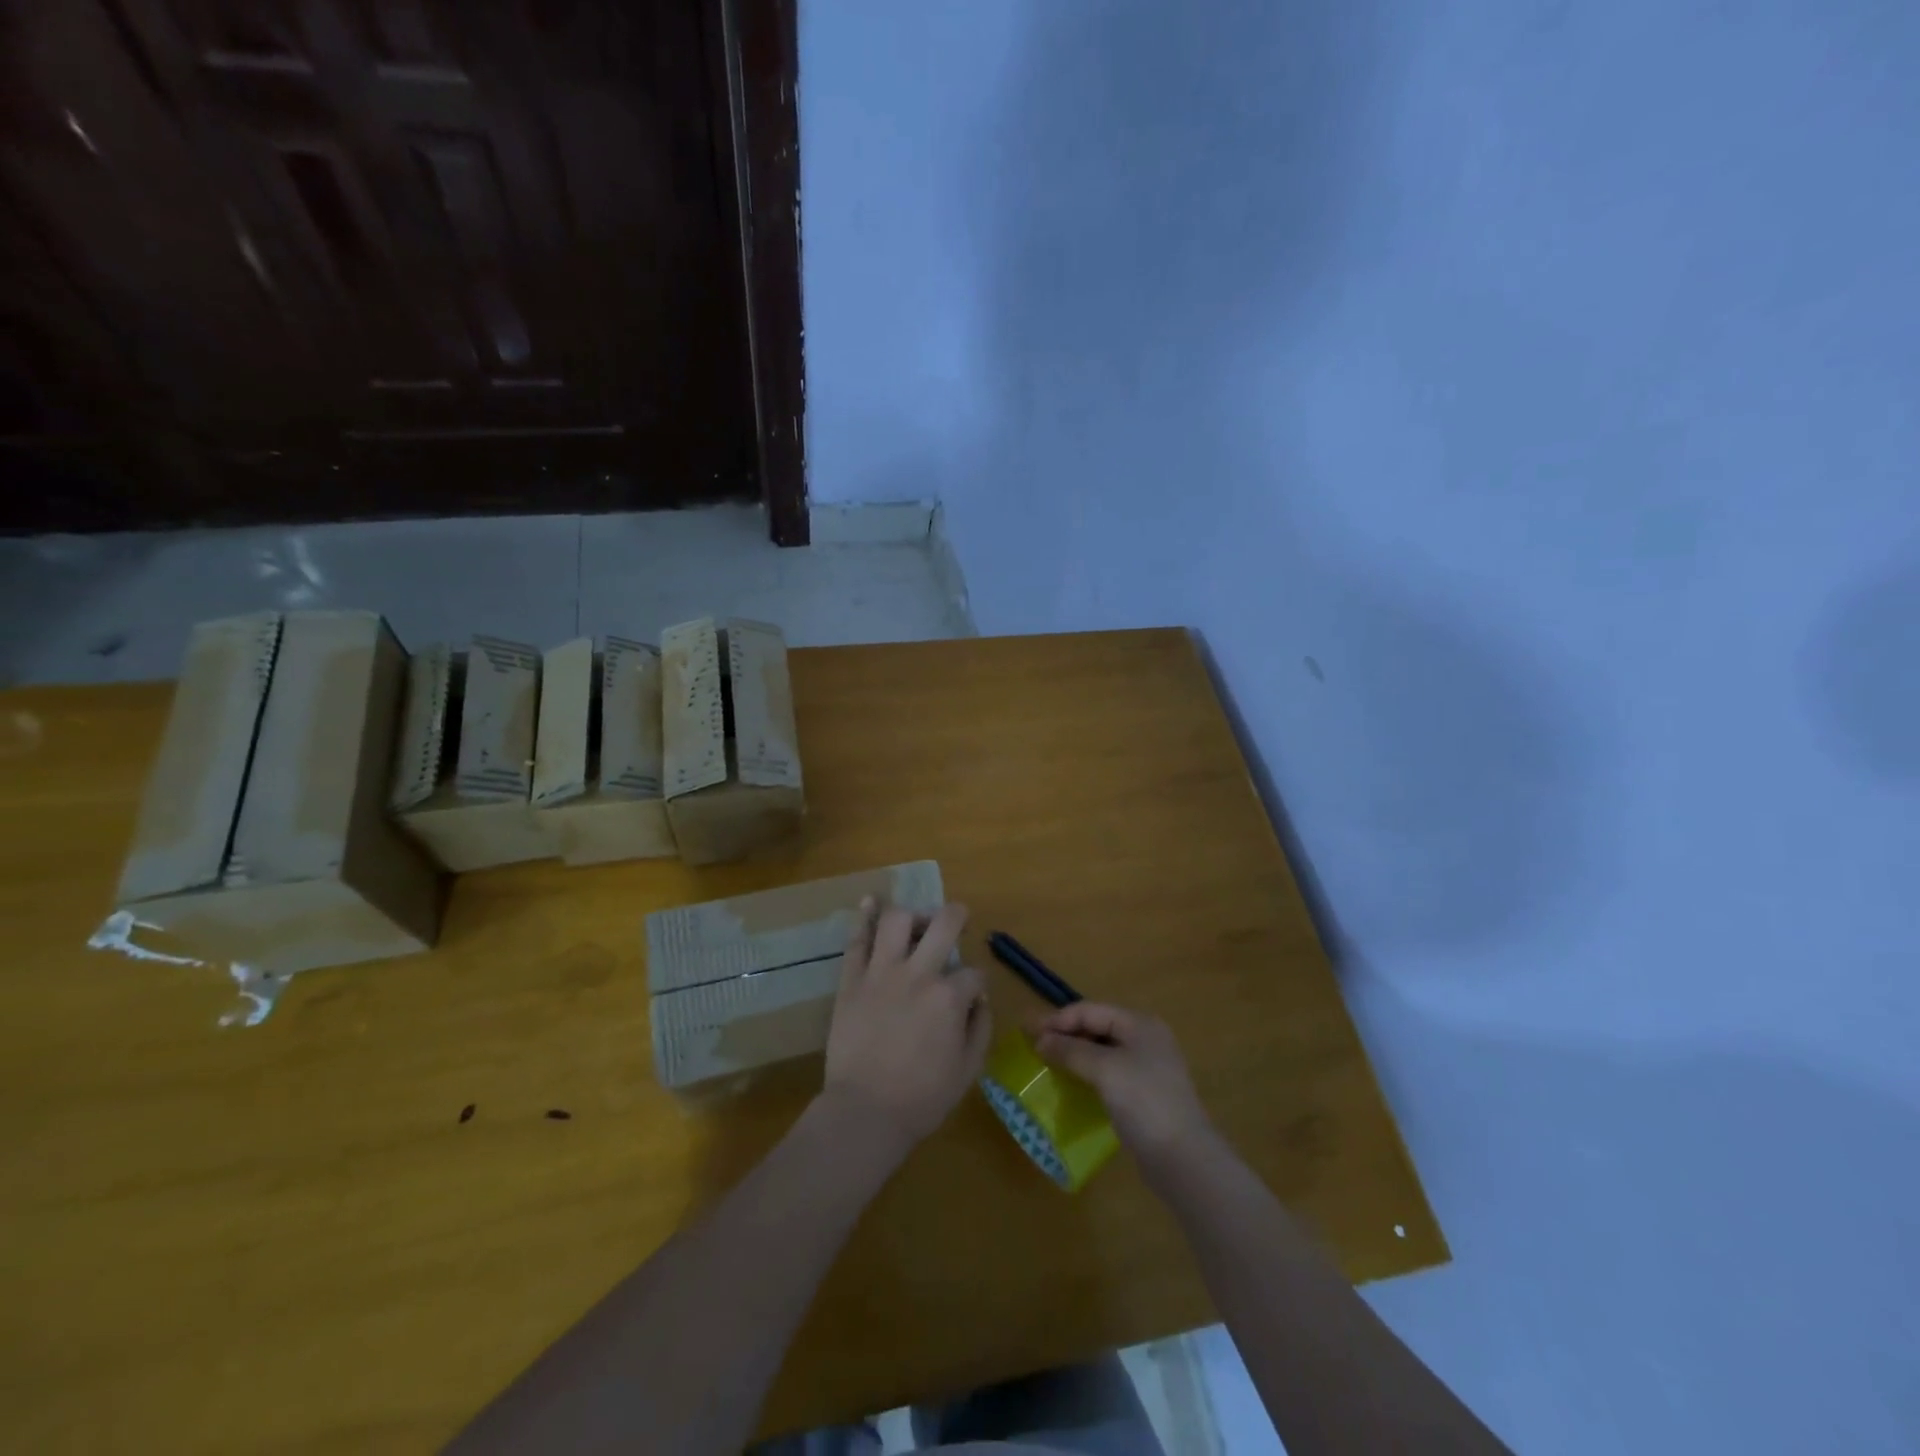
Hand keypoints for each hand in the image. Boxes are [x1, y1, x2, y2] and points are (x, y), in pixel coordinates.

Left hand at [822, 899, 991, 1149]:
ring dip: (912, 914)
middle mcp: (918, 974)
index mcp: (949, 997)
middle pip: (944, 923)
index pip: (973, 973)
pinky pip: (856, 940)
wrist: (865, 1113)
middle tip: (957, 920)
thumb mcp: (968, 1070)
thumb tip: (979, 998)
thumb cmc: (922, 1098)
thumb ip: (980, 1028)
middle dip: (956, 916)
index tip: (970, 997)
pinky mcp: (851, 980)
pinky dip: (864, 917)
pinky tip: (870, 901)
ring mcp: (881, 973)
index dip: (976, 983)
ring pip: (897, 920)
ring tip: (916, 923)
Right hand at [1034, 1002, 1212, 1171]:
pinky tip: (1071, 1084)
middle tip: (1034, 1045)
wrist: (1183, 1158)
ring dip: (1074, 1054)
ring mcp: (1147, 1068)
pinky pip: (1108, 1073)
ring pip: (1102, 1051)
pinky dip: (1087, 1073)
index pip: (1091, 1010)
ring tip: (1047, 1063)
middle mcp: (1146, 1039)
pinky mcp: (1144, 1094)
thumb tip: (1041, 1041)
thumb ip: (1071, 1051)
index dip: (1059, 1019)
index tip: (1028, 1031)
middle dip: (1065, 1034)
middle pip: (1097, 1027)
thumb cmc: (1144, 1102)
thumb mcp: (1105, 1069)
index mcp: (1140, 1024)